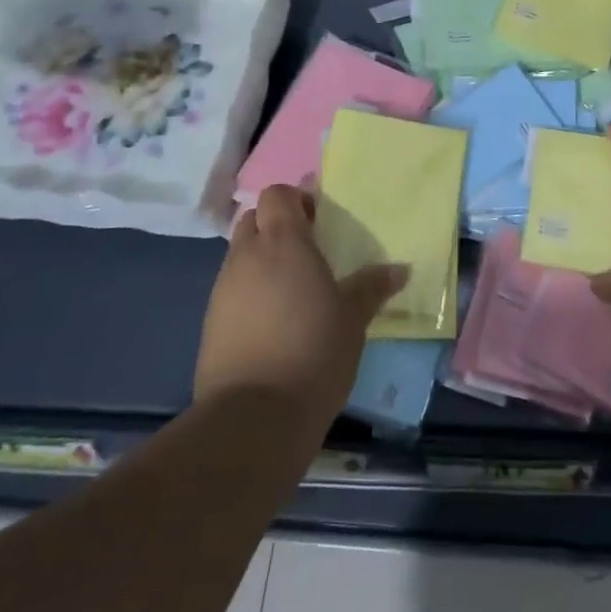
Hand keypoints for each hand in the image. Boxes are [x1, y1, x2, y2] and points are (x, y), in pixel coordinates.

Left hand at [195, 185, 403, 429]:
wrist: (254, 417)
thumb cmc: (313, 351)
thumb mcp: (353, 318)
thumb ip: (372, 287)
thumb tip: (399, 269)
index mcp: (282, 242)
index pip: (276, 194)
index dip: (296, 200)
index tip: (320, 221)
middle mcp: (246, 256)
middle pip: (253, 220)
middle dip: (276, 226)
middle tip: (309, 251)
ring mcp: (223, 290)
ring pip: (240, 256)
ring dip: (263, 260)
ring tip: (294, 291)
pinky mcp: (210, 323)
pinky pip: (232, 290)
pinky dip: (251, 292)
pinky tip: (275, 322)